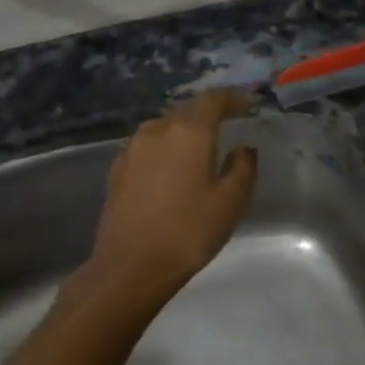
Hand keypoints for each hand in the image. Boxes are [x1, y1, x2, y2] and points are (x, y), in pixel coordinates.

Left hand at [84, 90, 257, 304]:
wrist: (129, 267)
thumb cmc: (187, 232)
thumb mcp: (230, 202)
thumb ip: (242, 168)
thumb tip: (243, 148)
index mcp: (188, 131)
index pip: (212, 99)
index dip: (232, 97)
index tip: (247, 103)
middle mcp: (157, 130)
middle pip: (186, 110)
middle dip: (208, 114)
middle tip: (227, 125)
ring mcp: (132, 149)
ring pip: (164, 128)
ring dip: (184, 131)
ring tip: (200, 148)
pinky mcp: (117, 169)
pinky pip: (147, 147)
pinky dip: (164, 149)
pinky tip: (171, 169)